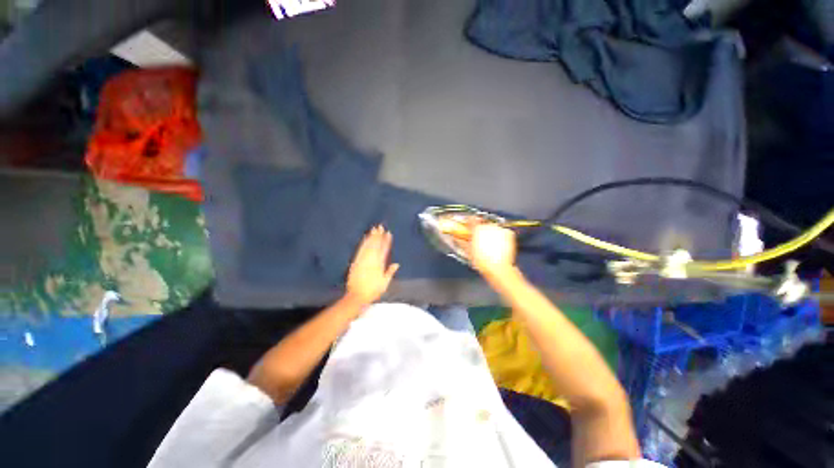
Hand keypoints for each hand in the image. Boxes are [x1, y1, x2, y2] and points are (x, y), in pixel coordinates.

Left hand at [346, 225, 399, 305]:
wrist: (357, 295)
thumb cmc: (373, 291)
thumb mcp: (384, 283)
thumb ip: (390, 272)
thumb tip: (396, 264)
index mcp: (379, 265)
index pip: (384, 250)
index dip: (386, 241)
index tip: (389, 233)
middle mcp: (371, 260)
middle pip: (376, 245)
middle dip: (378, 236)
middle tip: (380, 227)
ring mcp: (363, 260)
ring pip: (368, 246)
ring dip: (371, 237)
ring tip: (374, 229)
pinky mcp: (356, 261)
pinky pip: (361, 249)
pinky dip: (364, 243)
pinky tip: (365, 238)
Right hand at [467, 224, 516, 278]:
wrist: (499, 268)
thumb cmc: (483, 261)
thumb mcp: (468, 251)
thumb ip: (462, 241)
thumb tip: (457, 237)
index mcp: (477, 228)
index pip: (471, 219)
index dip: (469, 223)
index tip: (469, 227)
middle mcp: (489, 226)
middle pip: (482, 223)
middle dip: (480, 229)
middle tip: (478, 238)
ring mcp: (500, 229)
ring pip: (492, 227)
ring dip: (490, 232)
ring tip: (489, 243)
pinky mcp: (509, 233)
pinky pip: (502, 231)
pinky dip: (499, 235)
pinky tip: (497, 244)